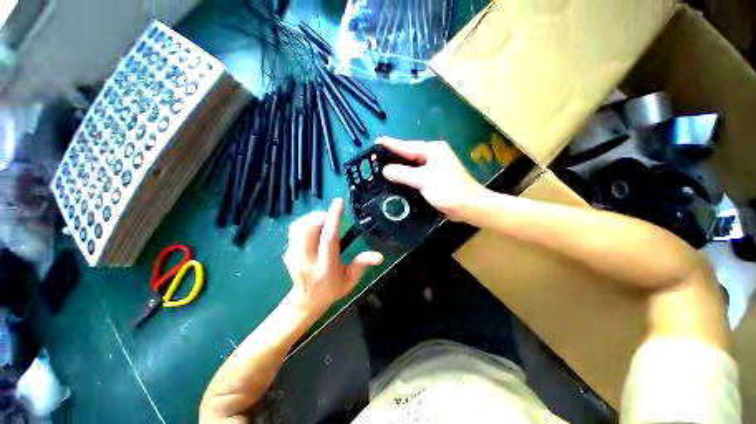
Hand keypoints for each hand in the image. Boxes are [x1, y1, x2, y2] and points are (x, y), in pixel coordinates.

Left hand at [283, 198, 383, 314]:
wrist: (307, 300)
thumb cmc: (333, 288)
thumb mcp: (351, 279)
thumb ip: (362, 264)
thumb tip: (380, 256)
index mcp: (326, 267)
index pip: (329, 238)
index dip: (335, 218)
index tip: (339, 201)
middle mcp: (307, 260)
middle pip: (309, 228)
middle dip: (321, 216)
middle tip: (331, 216)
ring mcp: (294, 257)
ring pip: (299, 226)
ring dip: (313, 218)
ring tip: (323, 222)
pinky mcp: (287, 253)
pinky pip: (294, 229)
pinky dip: (305, 223)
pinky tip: (314, 228)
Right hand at [377, 136, 483, 220]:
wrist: (468, 206)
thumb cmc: (447, 189)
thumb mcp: (423, 180)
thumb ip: (402, 173)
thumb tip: (385, 170)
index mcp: (433, 150)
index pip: (407, 146)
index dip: (390, 144)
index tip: (376, 141)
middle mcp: (434, 156)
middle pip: (409, 155)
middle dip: (393, 157)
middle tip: (375, 158)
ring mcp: (435, 167)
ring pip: (412, 166)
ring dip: (399, 168)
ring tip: (382, 169)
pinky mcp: (434, 179)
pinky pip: (416, 175)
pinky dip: (406, 177)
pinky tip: (396, 180)